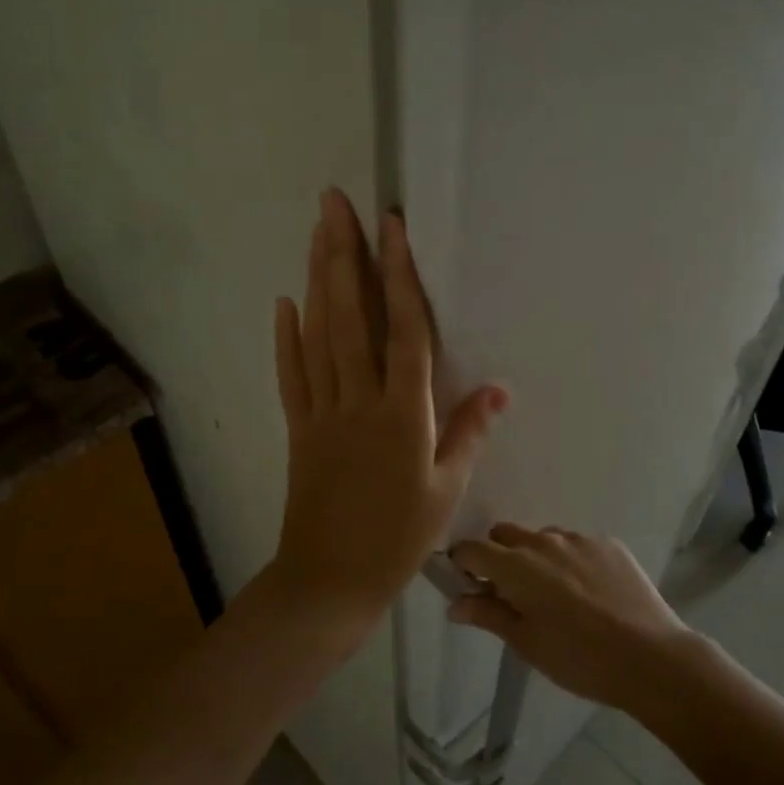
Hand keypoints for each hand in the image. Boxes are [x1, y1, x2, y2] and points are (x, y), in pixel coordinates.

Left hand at [266, 189, 506, 650]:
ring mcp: (322, 411)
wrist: (330, 581)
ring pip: (318, 334)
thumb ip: (469, 433)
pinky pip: (290, 375)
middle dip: (343, 254)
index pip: (404, 329)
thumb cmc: (398, 538)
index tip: (391, 226)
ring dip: (316, 280)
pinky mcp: (298, 427)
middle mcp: (360, 400)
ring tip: (316, 233)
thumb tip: (500, 388)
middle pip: (351, 316)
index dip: (399, 274)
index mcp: (404, 414)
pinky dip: (286, 337)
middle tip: (334, 203)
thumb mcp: (447, 490)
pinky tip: (284, 302)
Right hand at [447, 525, 693, 711]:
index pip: (472, 549)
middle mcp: (544, 541)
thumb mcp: (527, 643)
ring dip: (536, 557)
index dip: (463, 564)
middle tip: (512, 593)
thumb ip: (488, 615)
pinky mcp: (608, 543)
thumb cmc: (579, 658)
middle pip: (505, 534)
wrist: (651, 657)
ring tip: (556, 595)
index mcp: (516, 566)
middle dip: (499, 556)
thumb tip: (455, 603)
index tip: (468, 585)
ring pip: (542, 538)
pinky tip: (588, 593)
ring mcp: (579, 539)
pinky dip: (571, 561)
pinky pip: (576, 544)